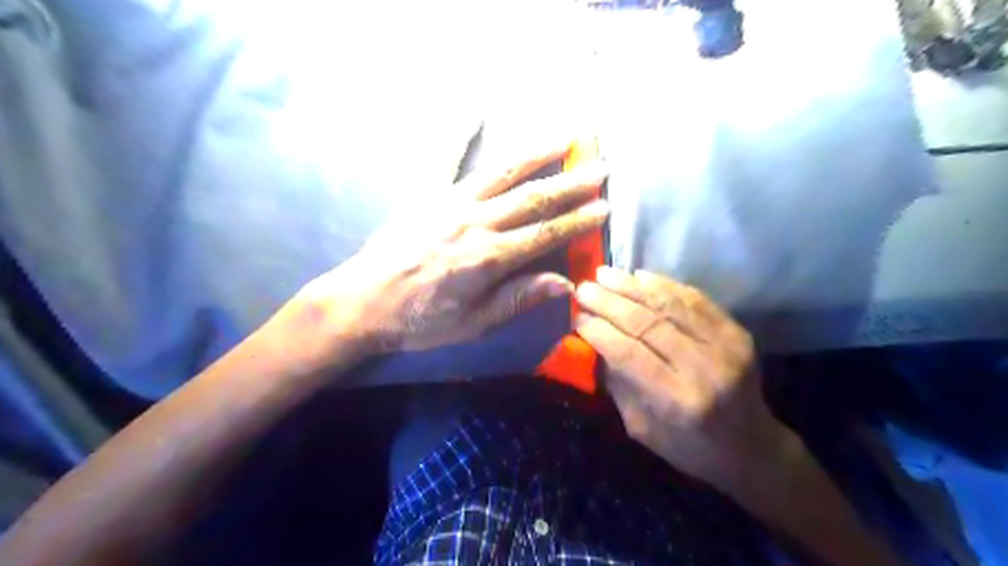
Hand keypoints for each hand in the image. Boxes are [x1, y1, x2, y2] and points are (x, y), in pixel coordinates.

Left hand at [297, 141, 609, 362]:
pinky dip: (458, 132)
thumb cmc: (420, 320)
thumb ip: (518, 299)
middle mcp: (474, 222)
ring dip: (537, 153)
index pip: (545, 234)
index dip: (578, 221)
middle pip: (533, 199)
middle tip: (601, 168)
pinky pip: (444, 157)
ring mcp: (449, 202)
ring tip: (565, 137)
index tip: (604, 208)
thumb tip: (565, 284)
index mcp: (488, 258)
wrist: (363, 301)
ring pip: (502, 172)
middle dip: (572, 184)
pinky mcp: (426, 193)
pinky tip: (473, 110)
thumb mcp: (474, 324)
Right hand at [571, 267, 789, 487]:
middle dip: (609, 303)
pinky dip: (664, 284)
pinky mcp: (736, 331)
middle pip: (648, 324)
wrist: (753, 448)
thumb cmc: (690, 448)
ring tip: (604, 274)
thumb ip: (617, 384)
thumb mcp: (642, 428)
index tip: (576, 316)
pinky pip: (694, 299)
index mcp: (678, 401)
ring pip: (670, 305)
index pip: (629, 354)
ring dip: (632, 286)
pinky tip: (639, 276)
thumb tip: (593, 343)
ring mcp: (726, 345)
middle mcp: (705, 368)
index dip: (600, 331)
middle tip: (584, 288)